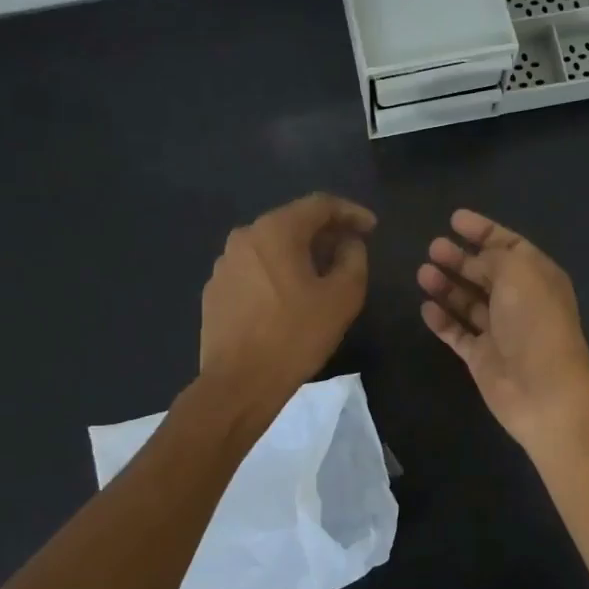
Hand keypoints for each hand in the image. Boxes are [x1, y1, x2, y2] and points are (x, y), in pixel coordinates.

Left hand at [200, 193, 374, 408]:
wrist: (239, 383)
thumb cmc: (296, 335)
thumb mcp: (342, 297)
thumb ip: (354, 259)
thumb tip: (349, 244)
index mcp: (275, 231)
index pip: (320, 204)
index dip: (351, 212)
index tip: (372, 228)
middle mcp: (244, 237)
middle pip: (293, 222)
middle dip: (326, 233)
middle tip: (351, 250)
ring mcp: (224, 264)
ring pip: (272, 247)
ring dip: (301, 254)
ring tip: (323, 275)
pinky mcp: (216, 290)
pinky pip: (255, 270)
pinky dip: (278, 273)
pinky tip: (291, 297)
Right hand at [418, 209, 588, 444]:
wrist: (543, 389)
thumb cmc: (534, 321)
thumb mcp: (518, 272)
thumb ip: (495, 257)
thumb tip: (477, 261)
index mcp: (537, 276)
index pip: (509, 245)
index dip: (483, 230)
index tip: (454, 219)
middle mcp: (520, 301)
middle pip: (486, 273)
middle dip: (460, 258)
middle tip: (433, 247)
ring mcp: (500, 331)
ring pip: (469, 302)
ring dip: (447, 286)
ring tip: (423, 272)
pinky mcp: (482, 358)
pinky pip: (458, 333)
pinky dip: (443, 320)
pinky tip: (425, 307)